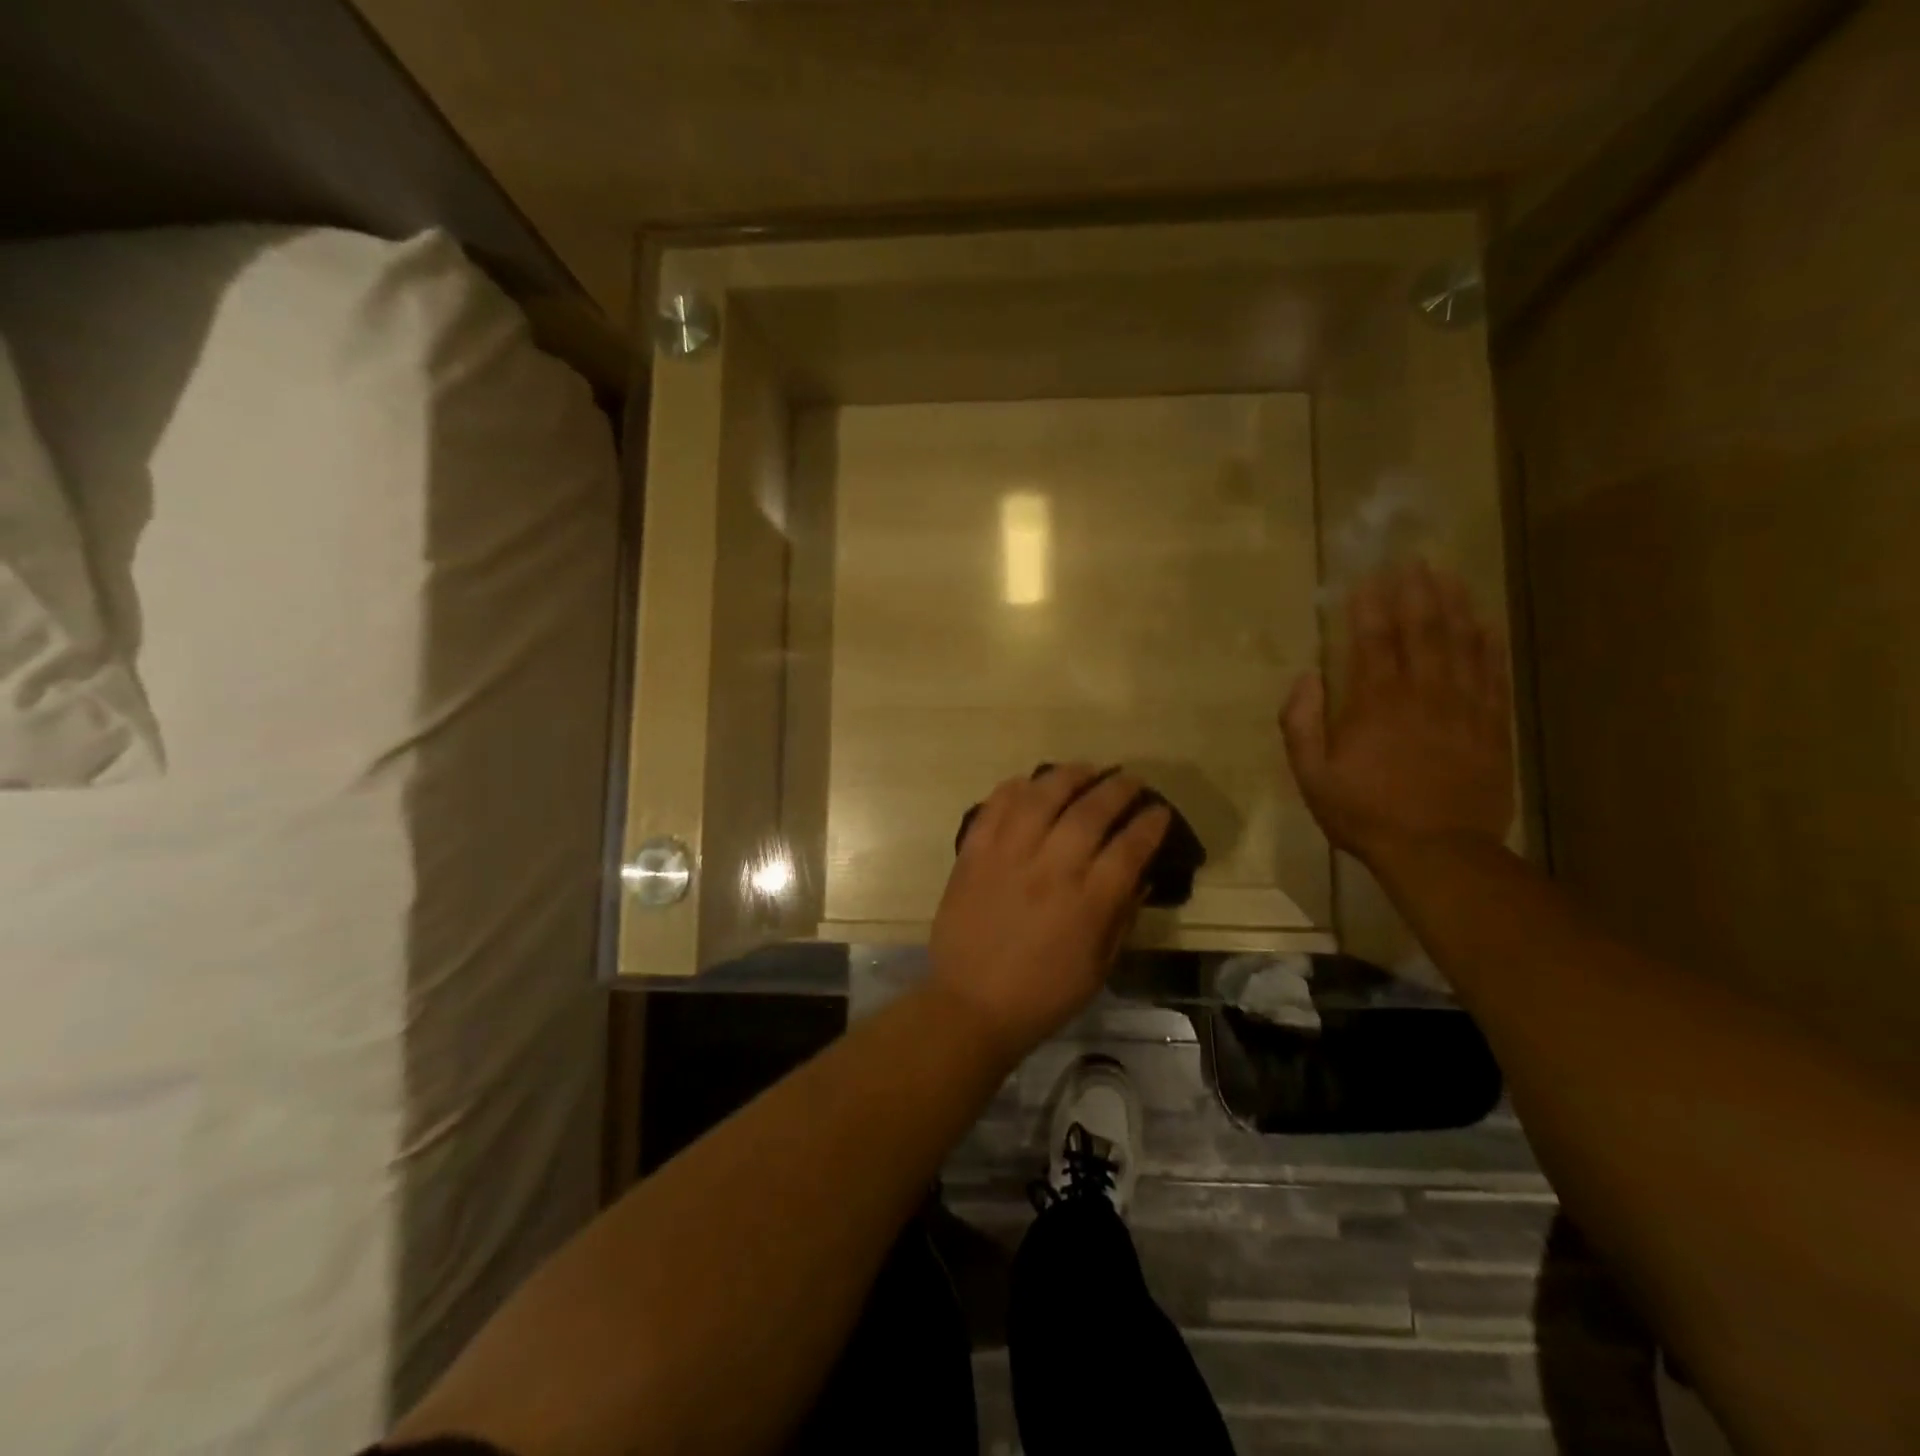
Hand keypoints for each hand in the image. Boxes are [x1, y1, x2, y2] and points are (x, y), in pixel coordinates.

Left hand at [928, 766, 1170, 1058]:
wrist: (971, 1005)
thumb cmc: (1043, 995)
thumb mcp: (1099, 967)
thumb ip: (1121, 916)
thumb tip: (1140, 875)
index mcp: (1087, 903)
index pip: (1129, 848)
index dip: (1150, 824)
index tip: (1159, 810)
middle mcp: (1050, 870)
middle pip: (1090, 812)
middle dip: (1117, 789)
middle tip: (1130, 780)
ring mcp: (1007, 856)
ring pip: (1042, 797)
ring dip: (1068, 776)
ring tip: (1086, 770)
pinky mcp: (973, 854)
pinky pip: (995, 808)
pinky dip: (1014, 789)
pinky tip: (1029, 783)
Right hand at [1282, 561, 1513, 864]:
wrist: (1438, 851)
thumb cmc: (1364, 813)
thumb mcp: (1312, 775)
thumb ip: (1300, 723)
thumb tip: (1306, 677)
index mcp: (1376, 703)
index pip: (1373, 640)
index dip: (1370, 606)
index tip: (1368, 577)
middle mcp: (1423, 694)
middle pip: (1423, 630)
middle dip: (1416, 592)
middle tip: (1414, 561)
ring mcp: (1464, 708)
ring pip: (1463, 644)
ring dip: (1456, 607)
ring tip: (1450, 577)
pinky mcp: (1492, 727)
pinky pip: (1493, 675)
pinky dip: (1489, 646)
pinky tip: (1486, 626)